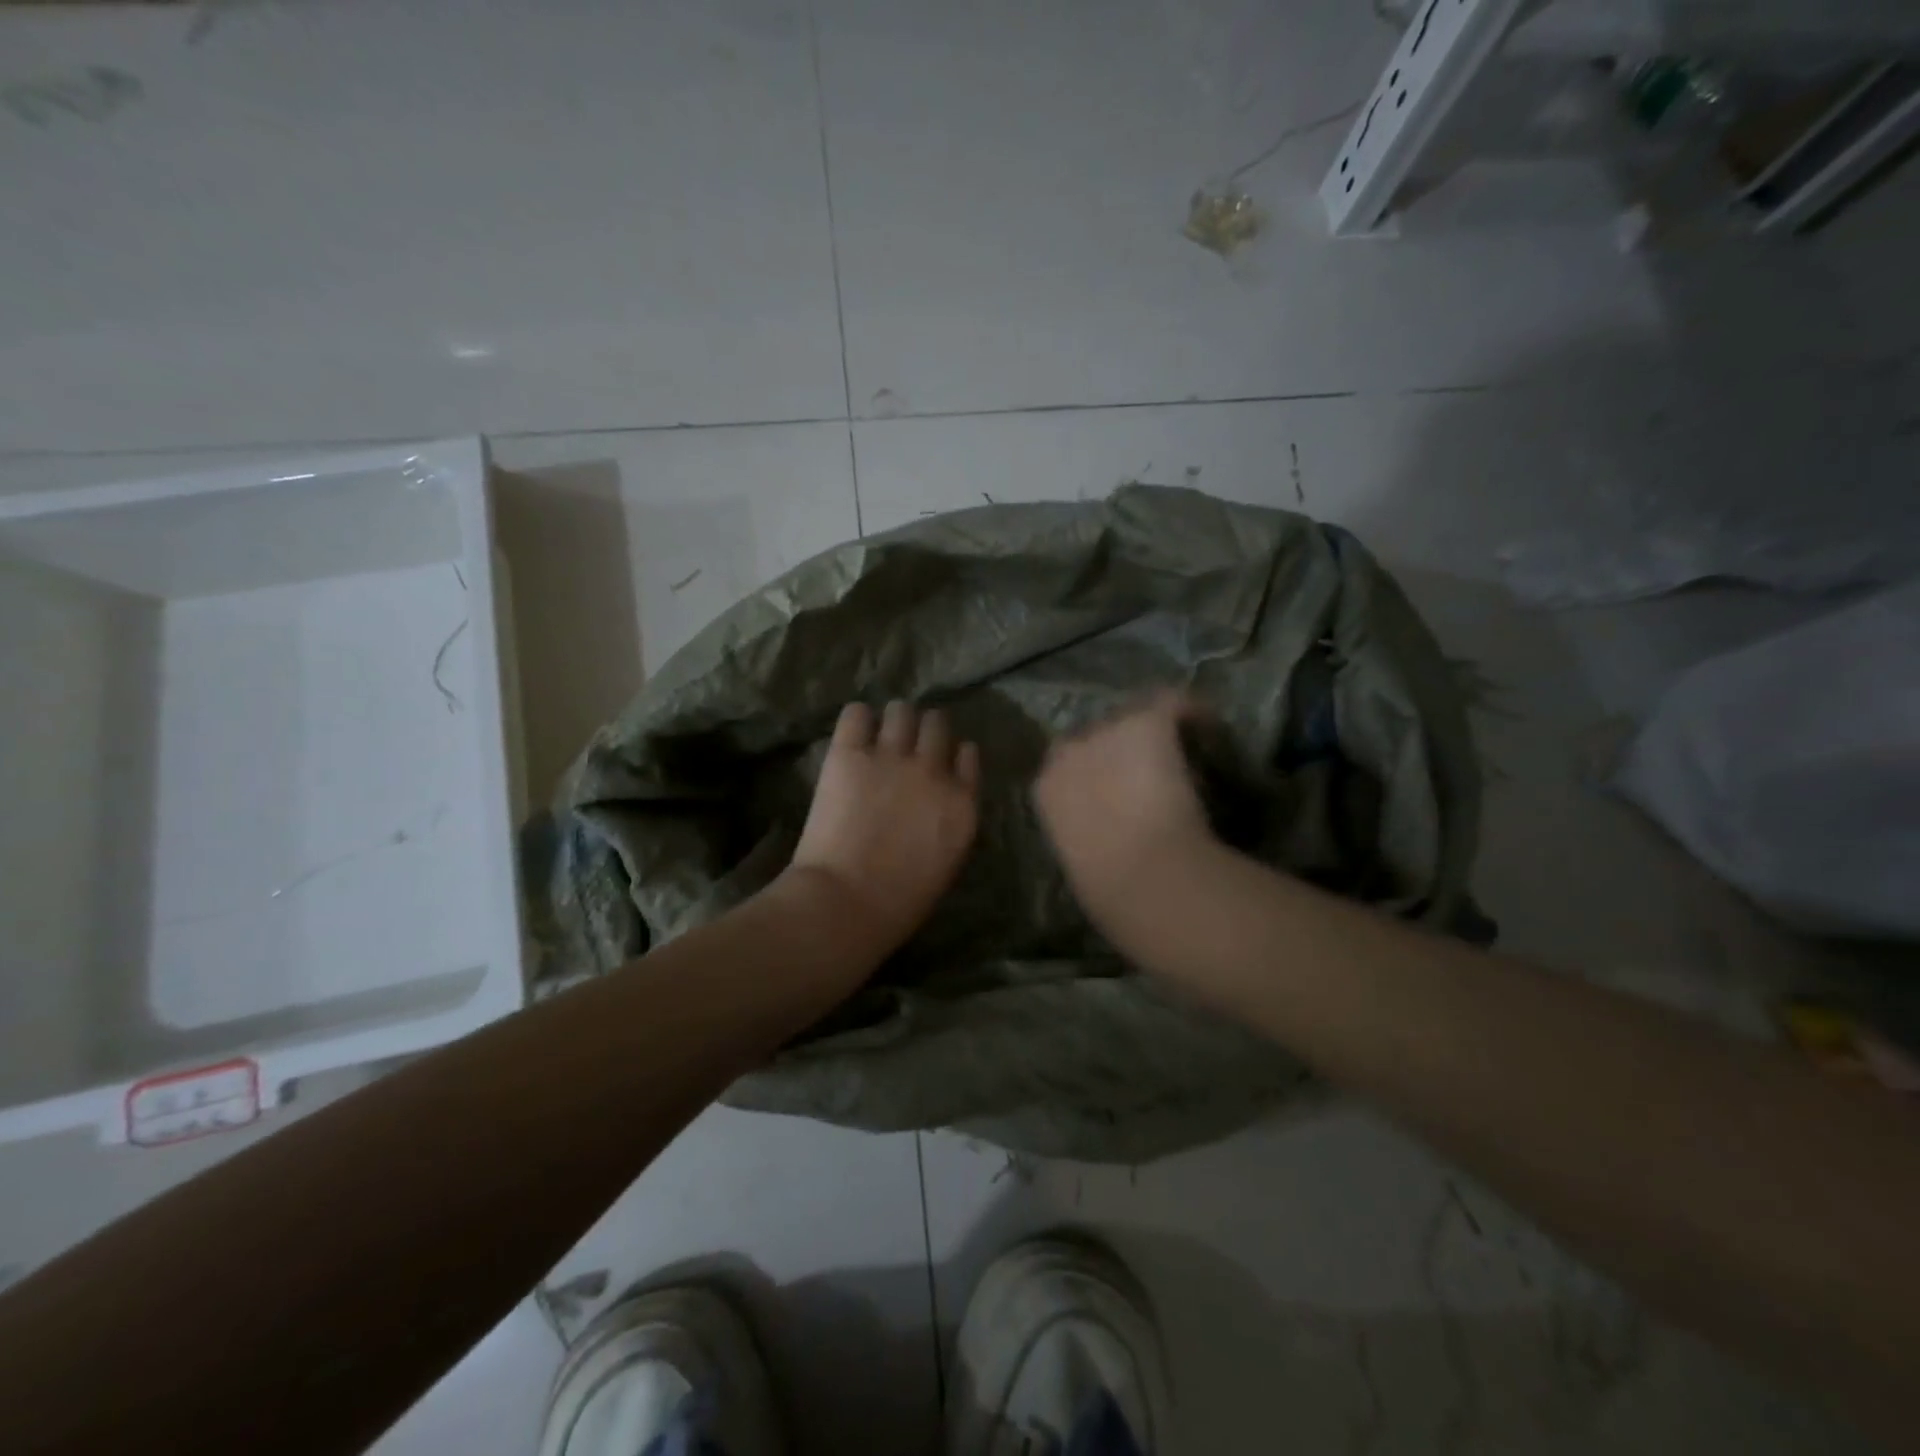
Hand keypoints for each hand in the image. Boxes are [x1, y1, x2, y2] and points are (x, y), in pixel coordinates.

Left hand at [782, 700, 980, 965]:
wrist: (846, 902)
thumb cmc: (899, 902)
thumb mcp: (946, 862)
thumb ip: (949, 821)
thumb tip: (937, 802)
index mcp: (962, 802)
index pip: (967, 754)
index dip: (951, 753)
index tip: (940, 759)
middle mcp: (932, 770)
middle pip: (936, 723)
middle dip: (923, 730)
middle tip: (906, 743)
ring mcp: (891, 757)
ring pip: (901, 710)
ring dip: (893, 720)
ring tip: (878, 735)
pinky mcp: (849, 754)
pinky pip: (856, 714)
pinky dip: (856, 720)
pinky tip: (853, 735)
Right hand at [1033, 691, 1216, 922]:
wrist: (1143, 876)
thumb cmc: (1110, 890)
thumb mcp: (1082, 861)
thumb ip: (1088, 834)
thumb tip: (1112, 835)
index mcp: (1046, 788)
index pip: (1068, 764)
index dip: (1099, 773)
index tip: (1123, 794)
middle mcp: (1068, 750)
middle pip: (1098, 736)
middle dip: (1124, 751)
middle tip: (1157, 776)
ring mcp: (1106, 731)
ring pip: (1136, 719)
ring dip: (1157, 737)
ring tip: (1187, 759)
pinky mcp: (1146, 721)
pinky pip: (1175, 704)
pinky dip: (1196, 716)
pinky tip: (1214, 733)